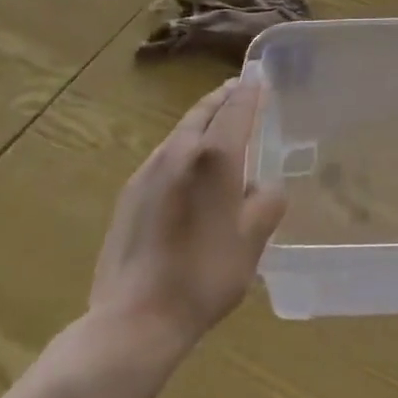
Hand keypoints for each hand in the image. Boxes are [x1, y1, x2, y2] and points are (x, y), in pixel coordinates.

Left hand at [88, 78, 286, 350]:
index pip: (237, 107)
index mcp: (215, 156)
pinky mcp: (129, 194)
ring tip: (218, 125)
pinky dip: (183, 147)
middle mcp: (179, 151)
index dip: (251, 91)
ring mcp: (148, 171)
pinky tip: (189, 169)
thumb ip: (267, 202)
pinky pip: (164, 155)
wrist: (134, 319)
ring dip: (201, 120)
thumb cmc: (205, 276)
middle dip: (224, 97)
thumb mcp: (253, 240)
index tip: (260, 78)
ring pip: (180, 131)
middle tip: (240, 89)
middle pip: (204, 110)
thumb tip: (264, 187)